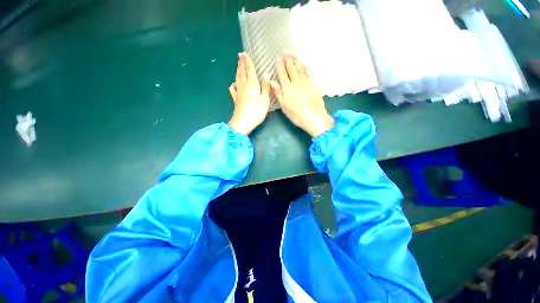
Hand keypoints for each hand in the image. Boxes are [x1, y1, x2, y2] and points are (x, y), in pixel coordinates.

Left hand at [228, 52, 270, 134]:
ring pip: (237, 78)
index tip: (245, 54)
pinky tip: (234, 83)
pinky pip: (233, 89)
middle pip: (242, 72)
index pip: (250, 70)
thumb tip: (266, 75)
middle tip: (240, 55)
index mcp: (252, 84)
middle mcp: (243, 86)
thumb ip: (265, 87)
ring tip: (238, 65)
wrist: (243, 122)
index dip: (248, 62)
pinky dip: (233, 84)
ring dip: (238, 70)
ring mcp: (238, 93)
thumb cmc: (256, 111)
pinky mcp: (235, 99)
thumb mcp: (265, 100)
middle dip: (241, 63)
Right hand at [271, 52, 333, 136]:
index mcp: (287, 88)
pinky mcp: (313, 85)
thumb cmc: (296, 114)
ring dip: (296, 61)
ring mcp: (306, 83)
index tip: (278, 58)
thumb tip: (272, 82)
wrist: (314, 117)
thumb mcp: (284, 107)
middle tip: (285, 51)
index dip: (279, 66)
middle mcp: (296, 83)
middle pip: (291, 69)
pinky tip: (304, 65)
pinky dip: (306, 68)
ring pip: (300, 69)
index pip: (282, 74)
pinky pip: (309, 74)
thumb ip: (278, 93)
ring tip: (293, 54)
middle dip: (288, 60)